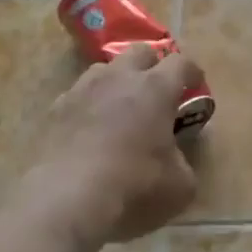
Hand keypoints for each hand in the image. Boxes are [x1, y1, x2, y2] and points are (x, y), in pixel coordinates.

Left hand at [14, 42, 203, 248]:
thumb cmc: (134, 186)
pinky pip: (77, 95)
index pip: (181, 63)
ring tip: (121, 106)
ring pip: (104, 69)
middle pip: (140, 51)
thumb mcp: (180, 185)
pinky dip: (89, 105)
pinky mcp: (55, 110)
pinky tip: (90, 129)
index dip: (192, 72)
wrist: (66, 200)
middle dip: (153, 64)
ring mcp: (82, 90)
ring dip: (117, 81)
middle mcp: (119, 78)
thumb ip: (183, 162)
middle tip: (158, 89)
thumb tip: (176, 159)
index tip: (196, 85)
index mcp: (155, 88)